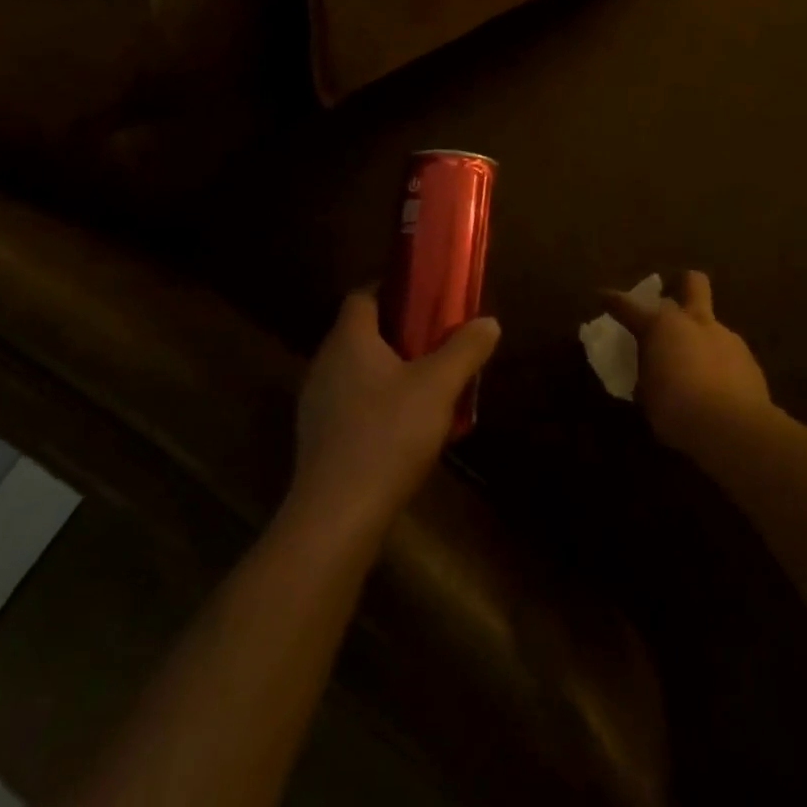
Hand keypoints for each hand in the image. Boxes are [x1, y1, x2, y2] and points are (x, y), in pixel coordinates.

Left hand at [290, 290, 499, 533]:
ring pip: (357, 371)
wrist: (336, 518)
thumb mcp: (438, 387)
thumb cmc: (387, 435)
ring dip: (389, 370)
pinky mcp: (319, 439)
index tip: (425, 297)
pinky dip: (377, 403)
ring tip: (428, 384)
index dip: (392, 289)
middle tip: (437, 340)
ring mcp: (317, 403)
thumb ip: (465, 349)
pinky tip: (405, 428)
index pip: (363, 295)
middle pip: (361, 333)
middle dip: (399, 332)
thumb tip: (489, 322)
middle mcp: (325, 364)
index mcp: (349, 340)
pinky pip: (351, 404)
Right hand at [600, 270, 773, 456]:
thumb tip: (650, 375)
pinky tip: (717, 386)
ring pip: (711, 323)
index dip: (613, 300)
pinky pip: (728, 352)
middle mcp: (694, 321)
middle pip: (692, 282)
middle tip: (672, 301)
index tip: (603, 296)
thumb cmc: (677, 410)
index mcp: (661, 326)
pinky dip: (718, 362)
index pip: (628, 306)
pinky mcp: (748, 358)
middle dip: (681, 284)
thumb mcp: (648, 397)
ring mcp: (725, 336)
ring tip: (694, 365)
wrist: (734, 428)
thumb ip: (648, 376)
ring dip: (700, 336)